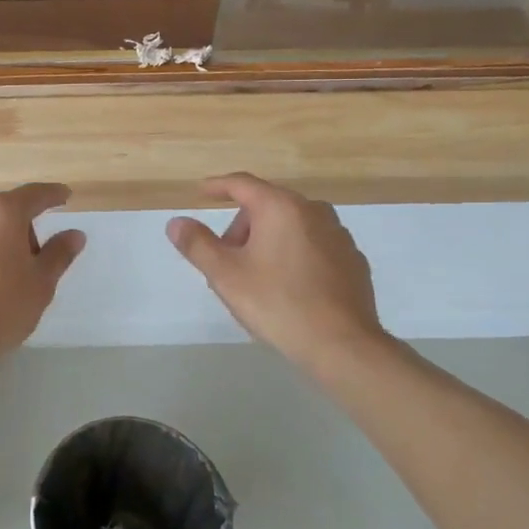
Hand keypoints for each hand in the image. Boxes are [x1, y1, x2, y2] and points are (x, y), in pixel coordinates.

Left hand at [0, 183, 85, 361]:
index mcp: (2, 212)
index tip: (64, 196)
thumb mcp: (41, 284)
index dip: (53, 195)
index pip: (35, 194)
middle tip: (28, 263)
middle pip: (2, 212)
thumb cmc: (0, 309)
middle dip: (18, 230)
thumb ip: (59, 253)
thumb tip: (74, 234)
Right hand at [167, 173, 389, 377]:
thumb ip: (197, 244)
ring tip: (255, 276)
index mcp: (280, 207)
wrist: (342, 344)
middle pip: (267, 206)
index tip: (201, 192)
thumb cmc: (277, 303)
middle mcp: (313, 211)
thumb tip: (176, 223)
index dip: (217, 186)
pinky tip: (289, 286)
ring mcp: (338, 234)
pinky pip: (314, 245)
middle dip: (242, 226)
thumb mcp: (226, 276)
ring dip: (268, 240)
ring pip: (292, 225)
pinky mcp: (353, 260)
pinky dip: (294, 253)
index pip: (242, 184)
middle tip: (225, 258)